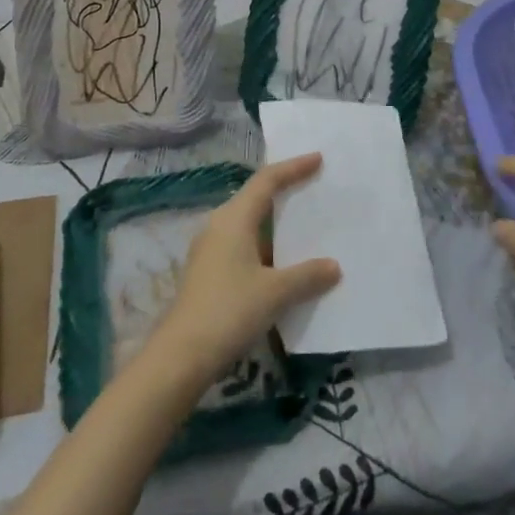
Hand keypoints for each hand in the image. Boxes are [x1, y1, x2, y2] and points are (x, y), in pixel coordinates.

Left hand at [145, 155, 341, 386]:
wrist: (181, 355)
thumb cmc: (229, 311)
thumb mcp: (275, 292)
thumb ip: (307, 275)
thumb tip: (333, 266)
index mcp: (234, 218)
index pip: (267, 180)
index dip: (293, 167)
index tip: (317, 159)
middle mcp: (219, 225)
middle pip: (255, 197)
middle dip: (284, 190)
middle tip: (313, 186)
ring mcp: (210, 249)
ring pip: (248, 222)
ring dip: (274, 221)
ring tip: (303, 224)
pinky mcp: (208, 271)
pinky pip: (242, 244)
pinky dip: (265, 244)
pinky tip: (282, 262)